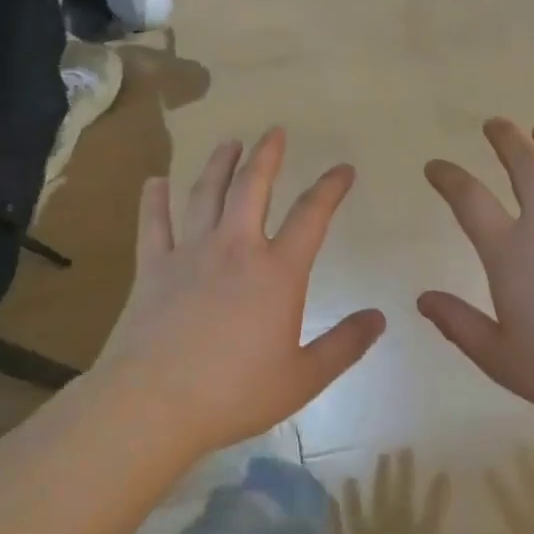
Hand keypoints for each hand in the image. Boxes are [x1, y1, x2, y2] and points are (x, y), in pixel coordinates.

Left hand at [94, 130, 386, 461]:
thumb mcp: (303, 377)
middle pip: (253, 188)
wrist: (156, 402)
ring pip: (206, 194)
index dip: (331, 188)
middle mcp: (235, 249)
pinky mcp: (153, 268)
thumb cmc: (235, 392)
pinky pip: (153, 224)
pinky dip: (154, 200)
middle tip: (274, 131)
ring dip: (219, 164)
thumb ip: (345, 345)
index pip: (312, 216)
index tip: (343, 169)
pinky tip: (155, 181)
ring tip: (229, 142)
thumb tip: (379, 318)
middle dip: (267, 155)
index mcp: (277, 272)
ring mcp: (190, 253)